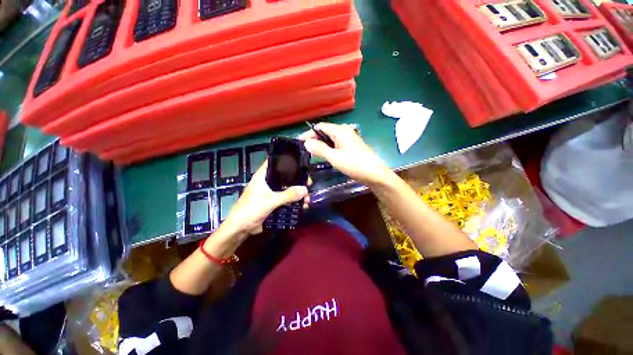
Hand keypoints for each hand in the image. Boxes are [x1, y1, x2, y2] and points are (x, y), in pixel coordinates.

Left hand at [218, 160, 309, 237]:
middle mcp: (269, 181)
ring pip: (288, 188)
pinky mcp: (274, 201)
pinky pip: (287, 198)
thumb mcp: (270, 201)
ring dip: (298, 192)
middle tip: (309, 184)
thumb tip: (305, 189)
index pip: (276, 162)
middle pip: (286, 176)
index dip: (288, 161)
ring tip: (307, 199)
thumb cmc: (251, 209)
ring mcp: (272, 192)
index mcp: (264, 176)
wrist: (241, 228)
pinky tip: (303, 206)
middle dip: (298, 180)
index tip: (301, 164)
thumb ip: (287, 195)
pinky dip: (295, 201)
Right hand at [301, 123, 392, 185]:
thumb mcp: (334, 157)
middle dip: (315, 139)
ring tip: (313, 153)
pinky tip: (326, 155)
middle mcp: (345, 131)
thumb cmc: (354, 164)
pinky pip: (337, 143)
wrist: (375, 174)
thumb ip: (319, 149)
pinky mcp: (352, 146)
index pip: (320, 127)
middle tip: (305, 150)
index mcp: (340, 131)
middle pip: (325, 131)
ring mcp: (349, 138)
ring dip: (321, 144)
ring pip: (331, 138)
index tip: (300, 142)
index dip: (309, 133)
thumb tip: (306, 143)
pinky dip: (329, 147)